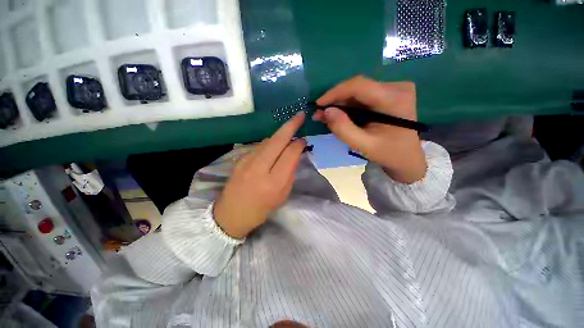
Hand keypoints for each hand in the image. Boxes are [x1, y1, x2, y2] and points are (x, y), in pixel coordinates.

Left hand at [213, 112, 306, 238]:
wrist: (231, 214)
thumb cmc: (261, 209)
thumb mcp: (282, 195)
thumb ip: (290, 172)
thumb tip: (295, 153)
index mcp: (274, 182)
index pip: (290, 154)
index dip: (298, 144)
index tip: (304, 139)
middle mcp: (260, 168)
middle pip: (278, 140)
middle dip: (291, 126)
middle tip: (300, 116)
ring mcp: (247, 161)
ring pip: (267, 141)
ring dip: (280, 134)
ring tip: (289, 131)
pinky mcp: (239, 159)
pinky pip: (259, 146)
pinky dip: (269, 143)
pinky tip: (274, 145)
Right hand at [314, 76, 426, 183]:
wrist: (408, 157)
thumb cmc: (388, 153)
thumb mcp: (364, 145)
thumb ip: (343, 129)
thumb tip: (325, 111)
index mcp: (394, 99)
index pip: (359, 85)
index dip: (335, 92)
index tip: (318, 104)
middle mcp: (397, 87)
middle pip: (357, 88)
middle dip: (335, 101)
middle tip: (320, 115)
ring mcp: (394, 88)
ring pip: (358, 92)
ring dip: (340, 104)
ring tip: (327, 117)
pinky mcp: (389, 93)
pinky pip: (363, 96)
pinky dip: (349, 106)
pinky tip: (340, 115)